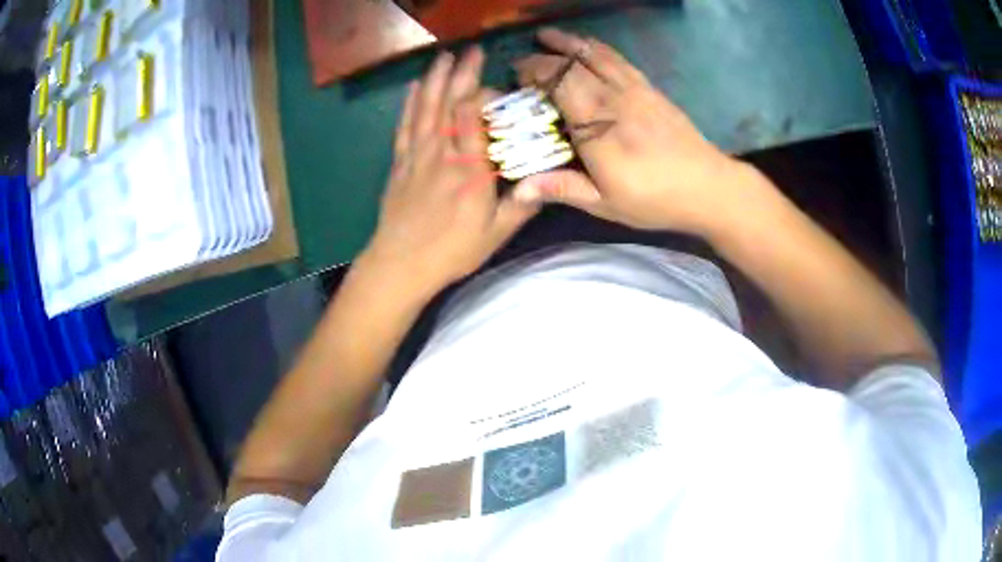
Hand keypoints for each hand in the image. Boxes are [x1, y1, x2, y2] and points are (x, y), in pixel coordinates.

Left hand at [363, 48, 538, 294]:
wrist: (400, 265)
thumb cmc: (450, 251)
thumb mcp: (495, 235)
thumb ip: (522, 205)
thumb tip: (547, 182)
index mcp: (468, 168)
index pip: (472, 116)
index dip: (483, 95)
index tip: (497, 88)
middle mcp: (441, 153)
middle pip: (449, 103)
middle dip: (461, 74)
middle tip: (472, 50)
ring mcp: (417, 155)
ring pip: (426, 108)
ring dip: (435, 79)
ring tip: (443, 56)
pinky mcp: (400, 163)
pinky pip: (404, 126)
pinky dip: (410, 104)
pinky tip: (415, 87)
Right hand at [512, 28, 750, 234]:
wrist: (708, 186)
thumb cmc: (654, 199)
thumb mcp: (605, 204)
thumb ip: (562, 189)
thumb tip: (516, 191)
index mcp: (596, 127)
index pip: (558, 83)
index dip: (534, 73)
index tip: (515, 76)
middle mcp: (612, 99)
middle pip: (572, 65)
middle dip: (543, 58)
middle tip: (522, 62)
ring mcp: (634, 89)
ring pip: (596, 55)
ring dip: (569, 42)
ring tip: (547, 36)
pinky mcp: (650, 88)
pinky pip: (618, 59)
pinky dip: (597, 48)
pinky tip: (588, 45)